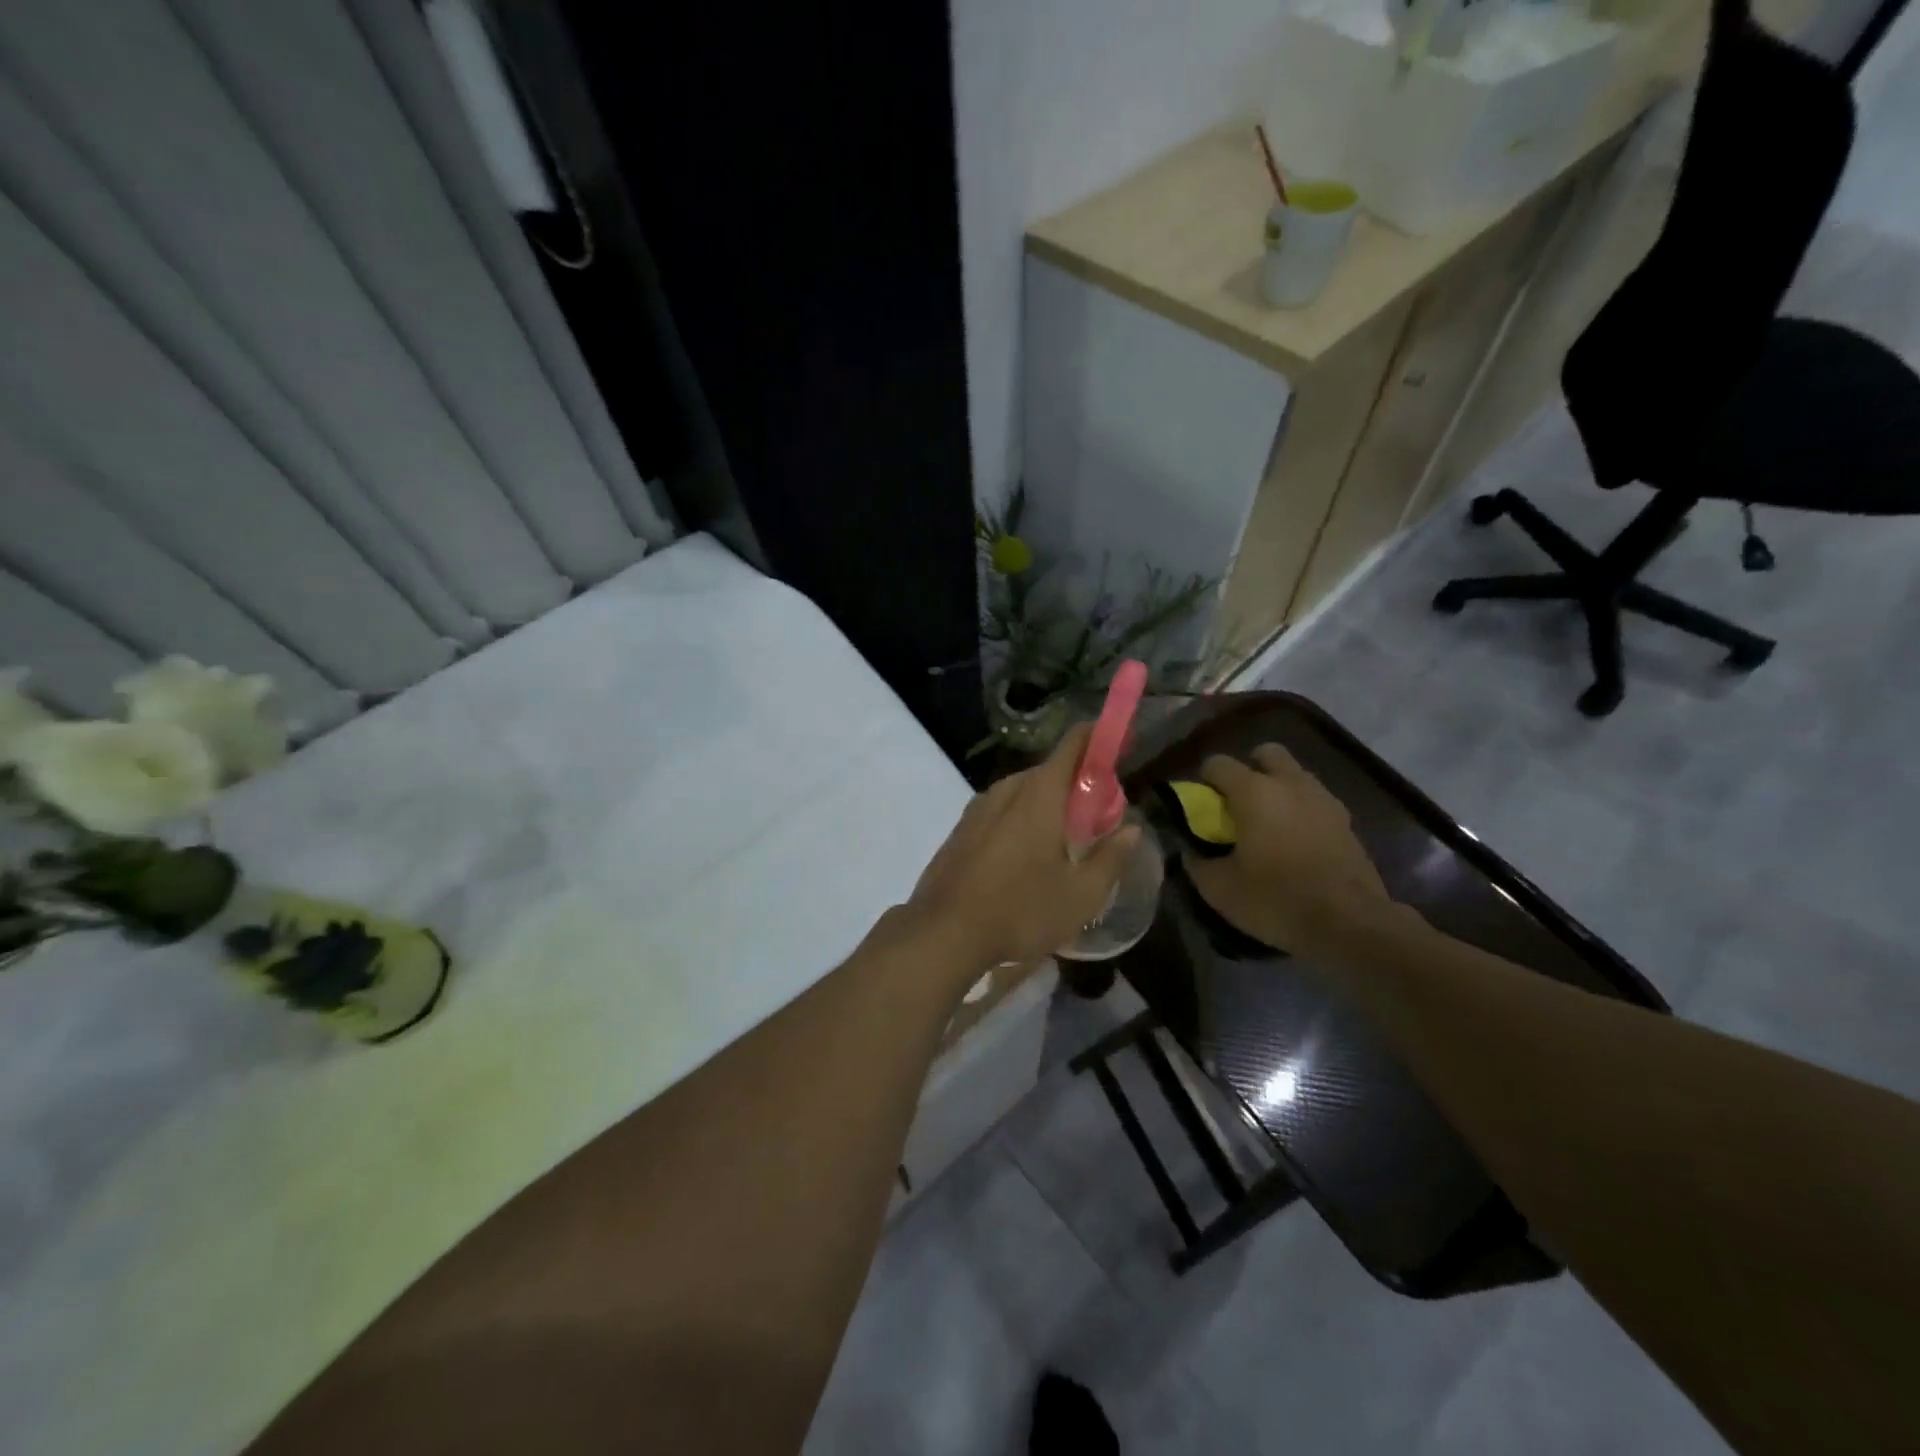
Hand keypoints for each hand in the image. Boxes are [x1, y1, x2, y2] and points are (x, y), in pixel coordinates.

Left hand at [904, 723, 1140, 975]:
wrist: (943, 933)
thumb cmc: (1020, 911)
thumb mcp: (1081, 895)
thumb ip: (1111, 858)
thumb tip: (1132, 829)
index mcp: (1040, 794)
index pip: (1074, 745)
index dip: (1098, 739)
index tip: (1119, 747)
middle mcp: (1006, 790)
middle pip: (1049, 772)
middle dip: (1076, 786)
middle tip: (1098, 818)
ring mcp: (977, 809)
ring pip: (1022, 793)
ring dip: (1046, 806)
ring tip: (1063, 843)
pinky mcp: (960, 830)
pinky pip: (1000, 812)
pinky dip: (1020, 821)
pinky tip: (1025, 860)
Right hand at [1182, 744, 1393, 955]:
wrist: (1350, 925)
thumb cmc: (1276, 899)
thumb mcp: (1219, 889)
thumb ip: (1197, 862)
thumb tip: (1190, 850)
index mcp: (1253, 791)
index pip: (1218, 763)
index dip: (1204, 782)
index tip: (1202, 809)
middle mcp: (1290, 784)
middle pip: (1266, 753)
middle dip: (1249, 770)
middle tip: (1238, 805)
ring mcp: (1323, 799)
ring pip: (1295, 775)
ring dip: (1278, 789)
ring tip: (1268, 826)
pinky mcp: (1346, 821)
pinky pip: (1315, 801)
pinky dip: (1301, 811)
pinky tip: (1295, 843)